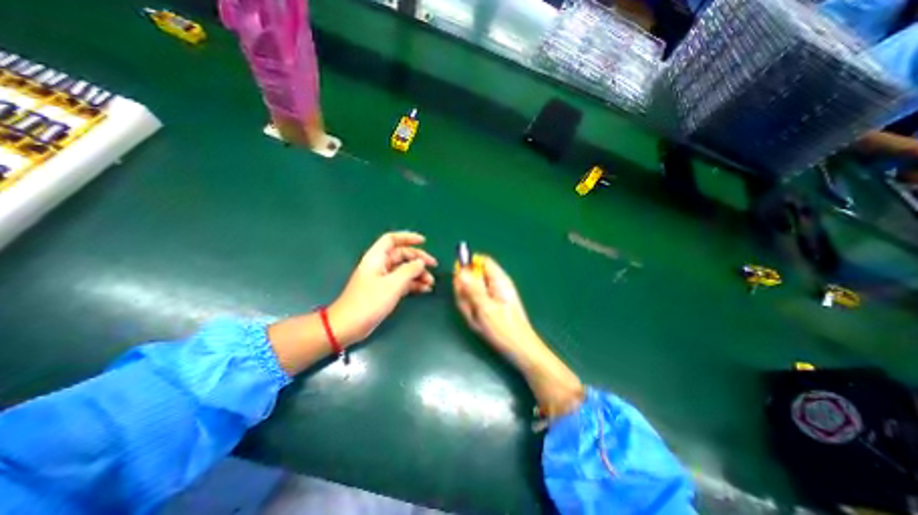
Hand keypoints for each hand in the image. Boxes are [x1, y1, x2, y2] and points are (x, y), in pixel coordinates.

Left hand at [331, 231, 436, 345]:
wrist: (349, 326)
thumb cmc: (369, 302)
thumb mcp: (393, 284)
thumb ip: (409, 270)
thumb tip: (421, 262)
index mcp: (377, 257)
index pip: (392, 239)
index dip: (408, 237)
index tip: (424, 241)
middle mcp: (380, 265)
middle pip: (402, 255)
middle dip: (418, 259)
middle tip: (433, 265)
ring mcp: (382, 278)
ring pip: (404, 269)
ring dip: (418, 274)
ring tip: (431, 282)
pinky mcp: (385, 290)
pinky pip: (402, 282)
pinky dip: (414, 284)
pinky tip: (425, 289)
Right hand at [455, 255, 582, 416]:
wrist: (519, 350)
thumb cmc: (505, 329)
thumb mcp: (486, 308)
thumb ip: (472, 289)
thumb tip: (461, 271)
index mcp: (498, 280)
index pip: (481, 261)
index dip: (468, 266)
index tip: (459, 279)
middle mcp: (495, 285)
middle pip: (473, 277)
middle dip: (465, 291)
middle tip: (469, 307)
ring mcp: (492, 296)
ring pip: (471, 292)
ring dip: (467, 304)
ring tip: (475, 319)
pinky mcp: (489, 307)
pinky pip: (474, 303)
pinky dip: (471, 311)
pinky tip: (477, 323)